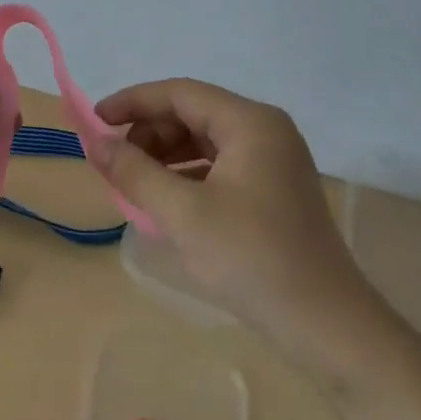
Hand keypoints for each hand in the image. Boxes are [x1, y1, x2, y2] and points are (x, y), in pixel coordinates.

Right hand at [93, 79, 375, 348]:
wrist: (327, 326)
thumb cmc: (252, 259)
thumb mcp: (183, 214)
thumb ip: (135, 172)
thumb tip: (95, 142)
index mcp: (250, 123)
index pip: (180, 93)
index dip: (132, 102)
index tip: (93, 121)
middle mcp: (265, 130)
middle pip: (193, 113)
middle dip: (148, 132)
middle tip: (114, 162)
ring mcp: (273, 160)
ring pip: (204, 140)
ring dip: (165, 155)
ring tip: (133, 184)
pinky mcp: (273, 189)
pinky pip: (219, 165)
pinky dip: (187, 175)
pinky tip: (166, 201)